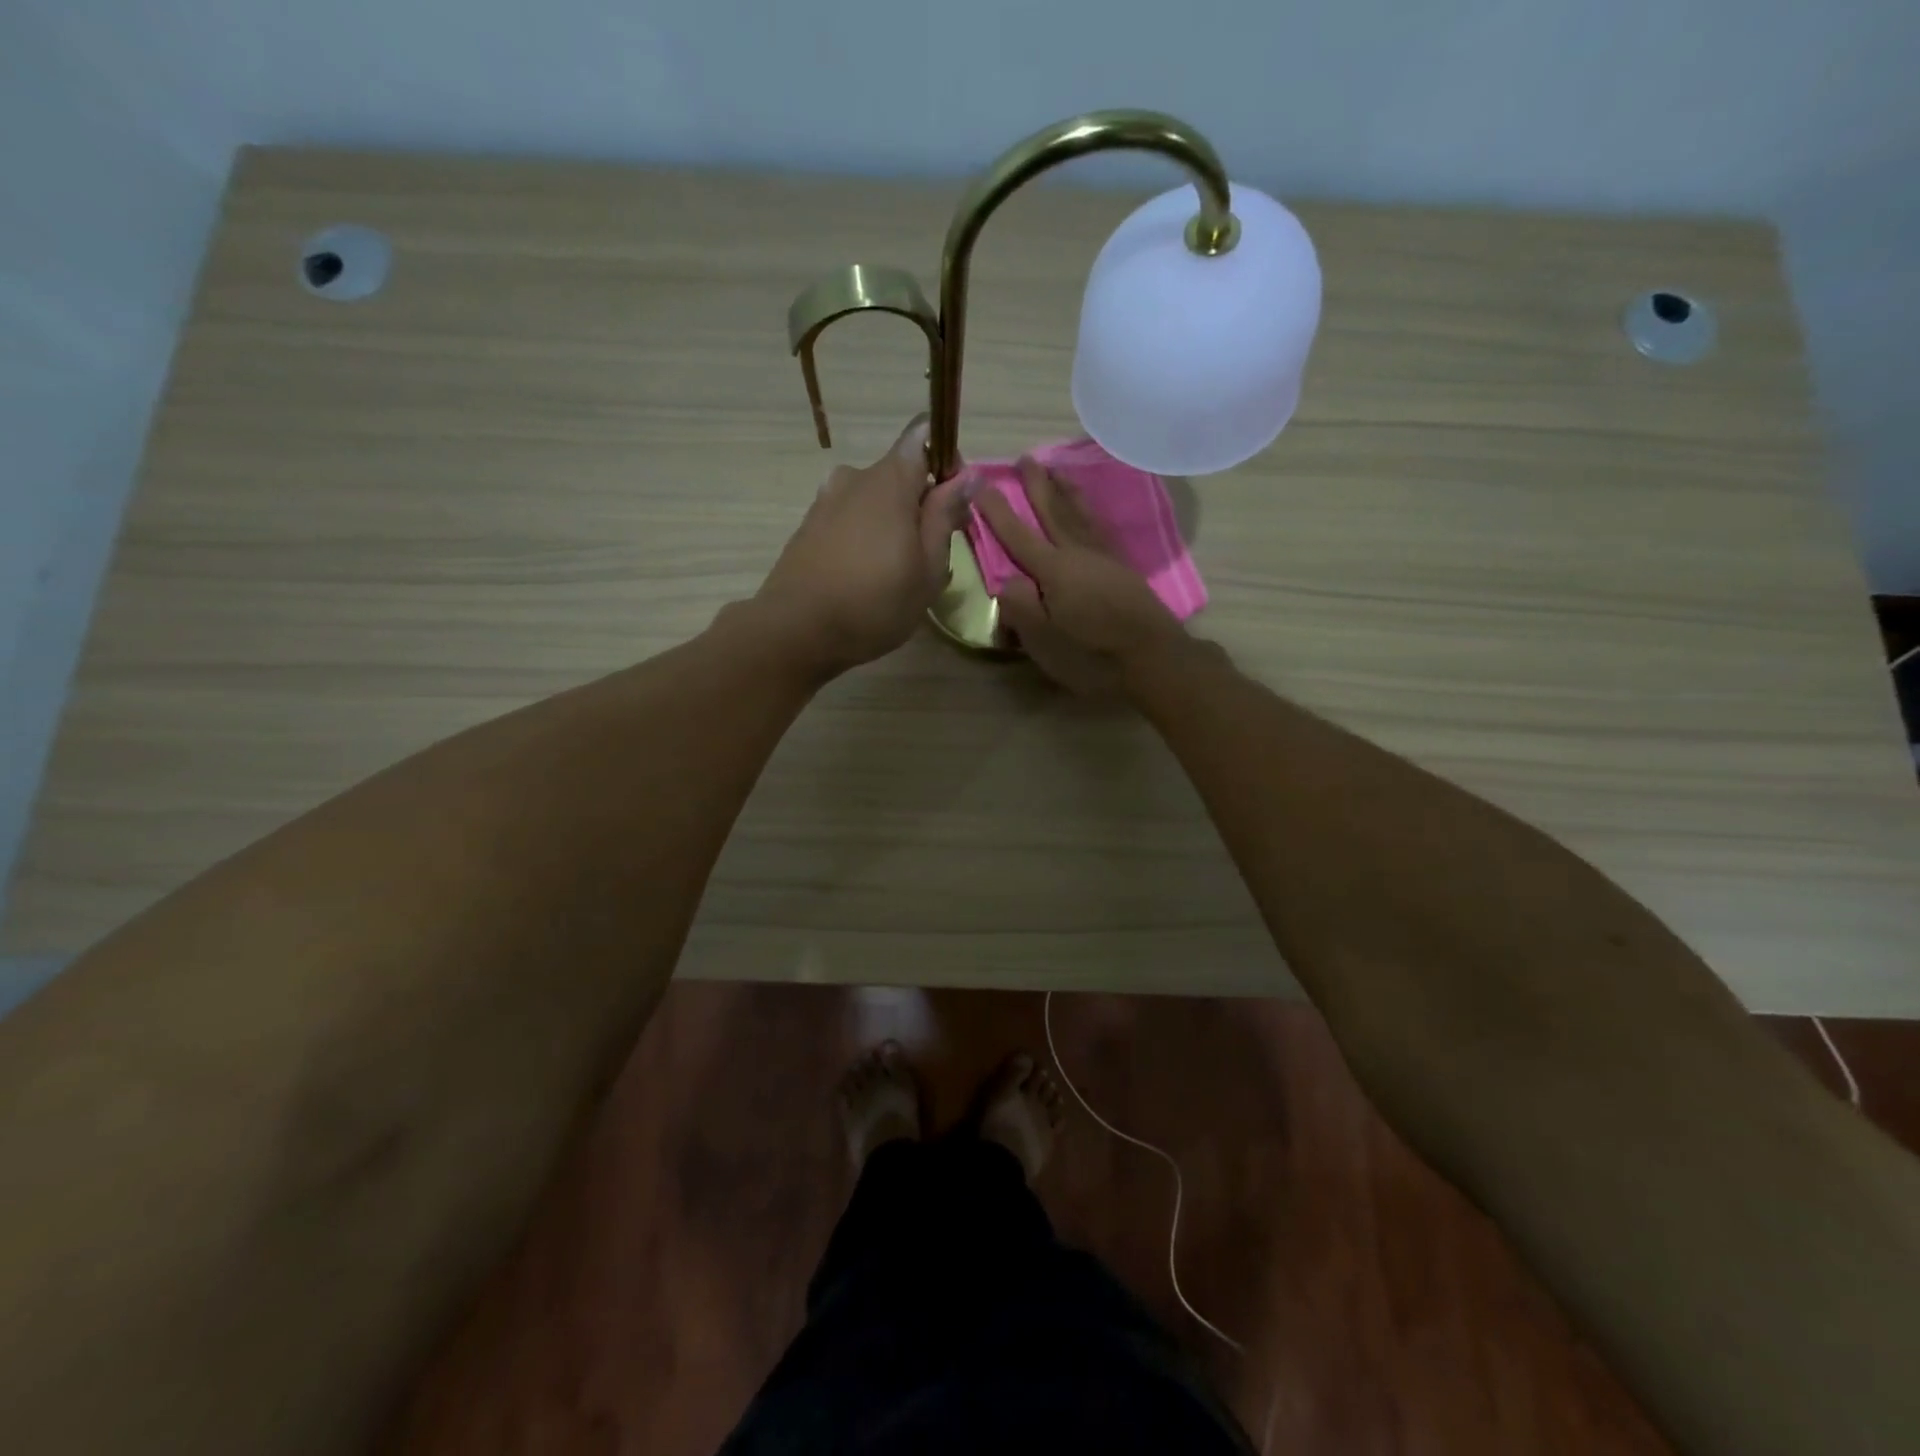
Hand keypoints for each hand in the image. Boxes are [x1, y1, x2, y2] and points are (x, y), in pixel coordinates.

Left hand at [754, 416, 971, 675]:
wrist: (797, 630)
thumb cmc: (875, 602)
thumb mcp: (928, 567)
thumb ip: (945, 516)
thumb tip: (966, 476)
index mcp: (890, 480)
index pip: (923, 437)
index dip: (946, 461)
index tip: (955, 502)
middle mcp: (855, 477)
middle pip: (899, 473)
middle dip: (922, 502)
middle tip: (934, 552)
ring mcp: (826, 500)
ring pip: (873, 499)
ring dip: (893, 523)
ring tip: (899, 571)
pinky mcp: (808, 526)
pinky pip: (850, 519)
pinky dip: (866, 536)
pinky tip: (867, 577)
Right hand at [975, 457, 1189, 696]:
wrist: (1154, 659)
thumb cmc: (1093, 655)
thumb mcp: (1044, 641)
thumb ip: (1020, 607)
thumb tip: (1006, 581)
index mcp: (1055, 570)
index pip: (1018, 535)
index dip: (996, 510)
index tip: (980, 482)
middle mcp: (1079, 554)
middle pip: (1054, 512)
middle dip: (1038, 486)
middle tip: (1025, 458)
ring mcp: (1106, 559)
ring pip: (1082, 515)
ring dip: (1067, 492)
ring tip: (1058, 471)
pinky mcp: (1125, 570)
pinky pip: (1101, 528)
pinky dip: (1091, 513)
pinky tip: (1090, 514)